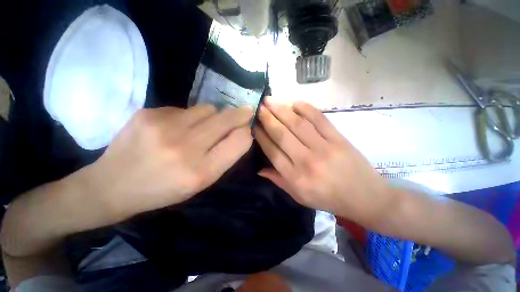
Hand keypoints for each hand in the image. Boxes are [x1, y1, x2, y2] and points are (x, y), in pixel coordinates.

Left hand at [85, 105, 253, 221]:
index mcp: (201, 172)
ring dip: (213, 116)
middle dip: (240, 114)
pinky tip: (175, 127)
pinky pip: (185, 108)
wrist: (112, 185)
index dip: (246, 132)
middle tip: (245, 111)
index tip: (247, 129)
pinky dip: (189, 116)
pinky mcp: (149, 113)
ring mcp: (164, 127)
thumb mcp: (201, 182)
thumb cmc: (164, 189)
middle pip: (226, 119)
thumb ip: (224, 156)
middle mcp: (185, 147)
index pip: (239, 141)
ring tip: (202, 126)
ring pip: (208, 108)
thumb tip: (240, 131)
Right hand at [255, 99, 390, 224]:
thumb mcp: (299, 197)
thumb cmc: (328, 199)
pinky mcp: (338, 139)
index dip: (261, 136)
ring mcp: (324, 148)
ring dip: (282, 110)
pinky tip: (294, 102)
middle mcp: (307, 161)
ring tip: (270, 100)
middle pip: (282, 135)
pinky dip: (306, 108)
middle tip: (258, 107)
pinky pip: (319, 119)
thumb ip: (278, 181)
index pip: (272, 151)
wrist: (365, 197)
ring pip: (297, 124)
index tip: (253, 125)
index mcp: (296, 178)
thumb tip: (259, 169)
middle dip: (267, 118)